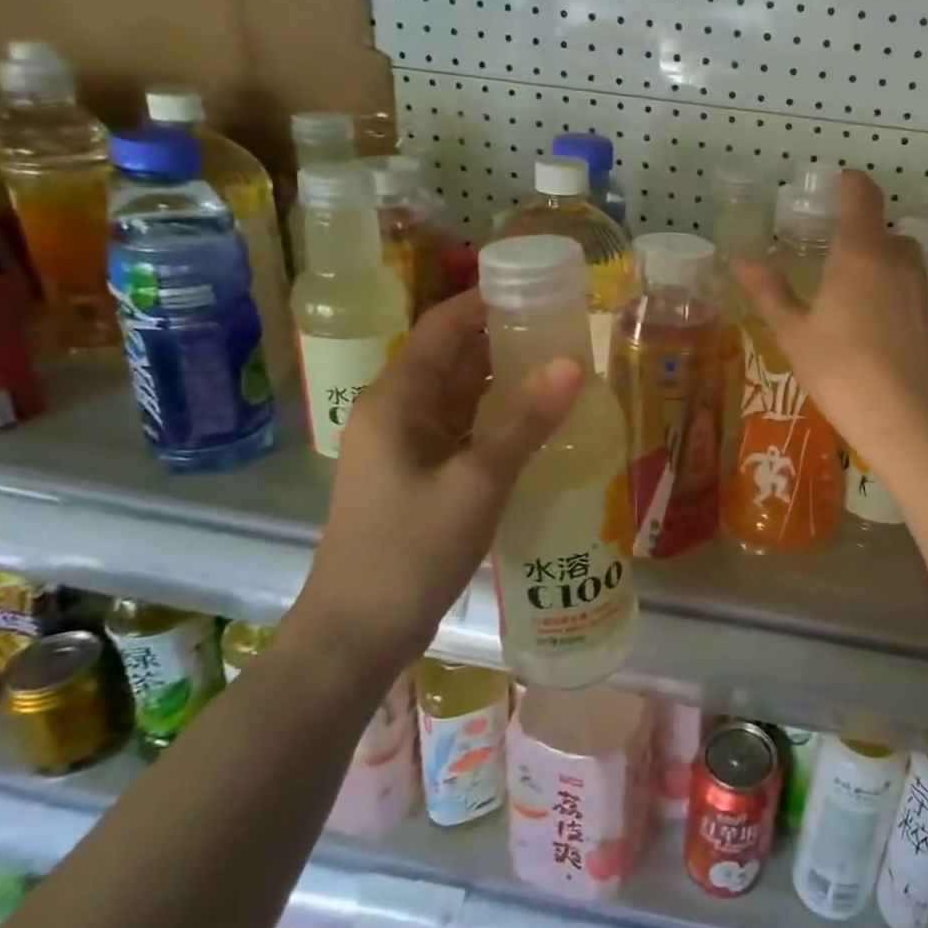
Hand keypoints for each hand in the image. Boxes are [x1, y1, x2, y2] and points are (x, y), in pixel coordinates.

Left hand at [298, 290, 583, 664]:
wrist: (356, 636)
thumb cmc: (409, 552)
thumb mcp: (476, 484)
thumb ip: (524, 422)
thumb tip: (572, 363)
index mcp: (395, 400)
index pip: (442, 327)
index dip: (486, 302)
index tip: (539, 291)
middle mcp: (394, 413)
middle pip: (451, 357)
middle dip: (503, 339)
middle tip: (565, 331)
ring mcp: (403, 447)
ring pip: (457, 395)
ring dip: (502, 380)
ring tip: (561, 369)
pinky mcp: (416, 476)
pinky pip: (460, 429)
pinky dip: (495, 418)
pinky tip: (535, 425)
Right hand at [734, 170, 927, 474]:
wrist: (911, 422)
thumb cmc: (842, 371)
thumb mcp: (795, 334)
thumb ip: (770, 293)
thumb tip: (741, 261)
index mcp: (861, 254)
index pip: (863, 196)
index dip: (851, 184)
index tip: (840, 183)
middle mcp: (900, 263)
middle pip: (886, 233)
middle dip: (863, 239)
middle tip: (836, 263)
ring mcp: (927, 292)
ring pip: (905, 265)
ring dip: (884, 269)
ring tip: (857, 302)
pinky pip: (918, 296)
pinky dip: (900, 301)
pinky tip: (883, 336)